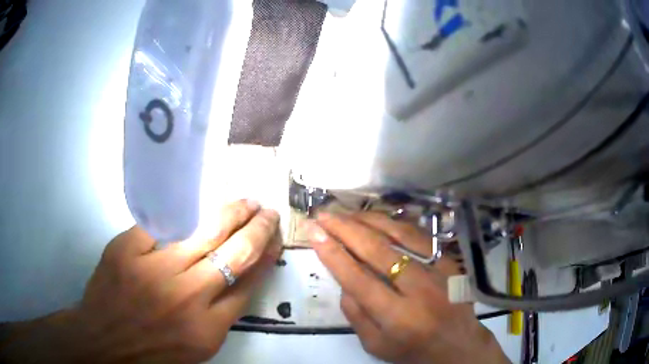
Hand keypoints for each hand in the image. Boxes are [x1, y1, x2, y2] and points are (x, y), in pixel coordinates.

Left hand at [0, 200, 280, 363]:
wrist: (105, 342)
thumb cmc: (153, 351)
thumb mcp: (197, 346)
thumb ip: (220, 314)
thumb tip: (238, 276)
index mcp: (208, 328)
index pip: (249, 284)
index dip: (266, 257)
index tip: (274, 240)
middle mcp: (187, 297)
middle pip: (235, 253)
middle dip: (258, 229)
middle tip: (268, 211)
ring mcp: (155, 270)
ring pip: (204, 232)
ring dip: (230, 213)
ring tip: (245, 202)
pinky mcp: (127, 250)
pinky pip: (160, 225)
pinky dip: (180, 213)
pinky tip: (195, 205)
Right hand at [305, 212, 509, 363]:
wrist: (458, 345)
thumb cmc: (412, 350)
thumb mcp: (375, 344)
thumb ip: (355, 313)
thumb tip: (343, 279)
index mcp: (397, 317)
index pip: (358, 279)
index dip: (333, 253)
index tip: (314, 232)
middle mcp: (419, 289)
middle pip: (377, 250)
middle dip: (345, 229)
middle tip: (323, 216)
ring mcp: (439, 271)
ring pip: (400, 235)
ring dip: (368, 220)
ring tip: (345, 212)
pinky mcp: (450, 261)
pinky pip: (420, 235)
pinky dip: (395, 223)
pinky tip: (378, 218)